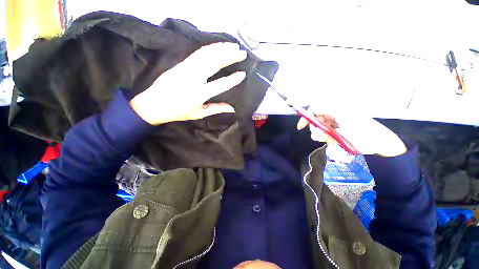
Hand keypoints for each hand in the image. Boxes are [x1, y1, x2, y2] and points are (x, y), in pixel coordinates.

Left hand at [129, 43, 246, 124]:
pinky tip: (218, 46)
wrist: (153, 104)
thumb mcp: (199, 114)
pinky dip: (210, 48)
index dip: (232, 79)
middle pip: (214, 63)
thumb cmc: (178, 112)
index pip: (220, 84)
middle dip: (230, 56)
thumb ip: (216, 109)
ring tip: (233, 46)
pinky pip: (198, 53)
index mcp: (199, 94)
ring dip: (221, 48)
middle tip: (242, 53)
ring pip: (206, 54)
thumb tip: (232, 108)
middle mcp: (193, 78)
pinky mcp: (181, 63)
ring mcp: (186, 68)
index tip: (243, 74)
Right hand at [297, 110, 406, 156]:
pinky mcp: (340, 129)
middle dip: (315, 129)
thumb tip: (313, 130)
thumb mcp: (343, 129)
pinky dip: (327, 137)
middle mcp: (335, 114)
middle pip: (316, 119)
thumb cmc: (363, 135)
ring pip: (321, 127)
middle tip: (321, 137)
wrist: (381, 143)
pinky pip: (327, 132)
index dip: (306, 117)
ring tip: (329, 140)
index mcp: (336, 110)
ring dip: (321, 135)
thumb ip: (325, 128)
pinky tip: (333, 141)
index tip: (300, 128)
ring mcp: (338, 122)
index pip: (315, 109)